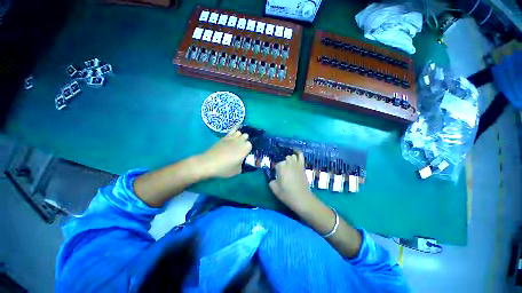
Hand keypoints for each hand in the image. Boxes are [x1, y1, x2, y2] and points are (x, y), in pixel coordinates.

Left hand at [198, 128, 251, 177]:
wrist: (209, 163)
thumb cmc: (224, 168)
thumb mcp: (237, 171)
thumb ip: (242, 165)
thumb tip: (241, 161)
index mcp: (244, 149)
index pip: (250, 145)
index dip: (248, 149)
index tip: (245, 153)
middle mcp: (240, 141)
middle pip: (246, 136)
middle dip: (245, 140)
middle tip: (241, 147)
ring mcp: (232, 138)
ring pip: (240, 132)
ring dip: (240, 136)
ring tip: (238, 141)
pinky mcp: (224, 137)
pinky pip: (232, 130)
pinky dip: (235, 129)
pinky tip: (236, 130)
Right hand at [269, 151, 316, 211]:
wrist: (302, 199)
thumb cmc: (287, 194)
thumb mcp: (274, 189)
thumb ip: (271, 181)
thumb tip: (272, 178)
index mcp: (281, 167)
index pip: (277, 165)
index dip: (276, 171)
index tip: (277, 177)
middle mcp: (289, 163)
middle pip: (284, 160)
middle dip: (283, 165)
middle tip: (283, 173)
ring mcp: (297, 164)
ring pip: (291, 157)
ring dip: (289, 160)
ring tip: (288, 166)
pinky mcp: (303, 166)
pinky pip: (301, 156)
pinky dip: (298, 153)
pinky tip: (295, 151)